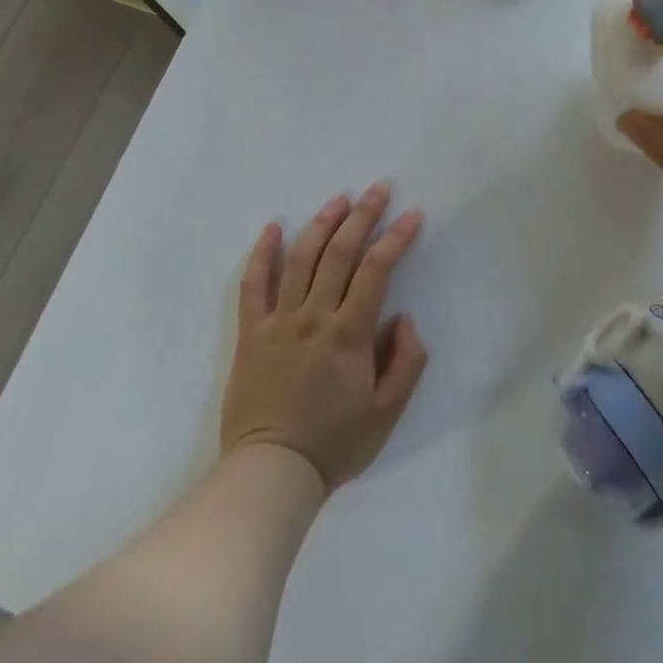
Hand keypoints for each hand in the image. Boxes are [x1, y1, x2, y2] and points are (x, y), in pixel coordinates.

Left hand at [219, 184, 427, 491]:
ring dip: (321, 224)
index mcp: (349, 334)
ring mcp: (278, 321)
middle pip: (340, 253)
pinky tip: (273, 226)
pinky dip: (262, 252)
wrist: (272, 472)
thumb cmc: (335, 443)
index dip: (396, 238)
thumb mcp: (388, 412)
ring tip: (339, 199)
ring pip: (301, 259)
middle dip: (362, 216)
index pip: (376, 270)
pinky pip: (253, 285)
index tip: (412, 215)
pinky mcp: (251, 333)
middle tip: (377, 190)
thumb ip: (407, 361)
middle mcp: (314, 317)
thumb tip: (404, 317)